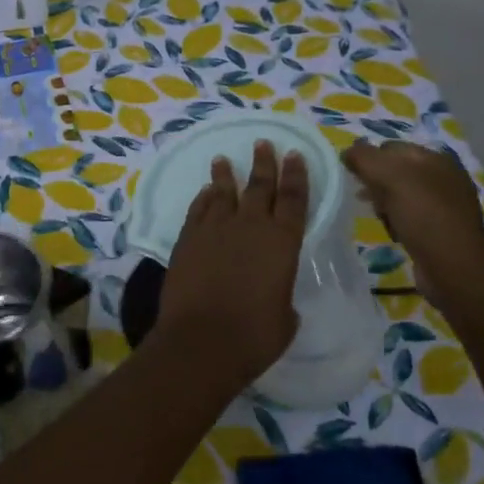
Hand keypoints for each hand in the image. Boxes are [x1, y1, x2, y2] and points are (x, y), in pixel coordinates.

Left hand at [154, 140, 306, 390]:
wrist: (201, 340)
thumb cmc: (254, 335)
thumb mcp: (284, 317)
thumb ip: (282, 296)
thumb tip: (275, 293)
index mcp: (282, 242)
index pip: (294, 200)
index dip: (296, 176)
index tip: (295, 155)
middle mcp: (250, 226)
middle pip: (259, 186)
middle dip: (264, 163)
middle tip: (264, 143)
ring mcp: (215, 229)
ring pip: (223, 192)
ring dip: (226, 175)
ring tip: (224, 159)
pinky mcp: (188, 238)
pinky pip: (198, 209)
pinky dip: (203, 198)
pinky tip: (205, 192)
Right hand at [341, 140, 483, 297]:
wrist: (455, 268)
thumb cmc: (424, 215)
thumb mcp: (390, 177)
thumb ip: (364, 158)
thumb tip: (348, 152)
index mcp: (436, 159)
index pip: (391, 147)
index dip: (369, 158)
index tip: (354, 176)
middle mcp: (443, 178)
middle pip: (395, 172)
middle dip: (375, 183)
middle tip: (364, 198)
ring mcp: (443, 205)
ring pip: (400, 196)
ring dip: (383, 204)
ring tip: (379, 217)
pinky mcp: (440, 230)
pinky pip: (409, 217)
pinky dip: (396, 221)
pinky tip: (392, 232)